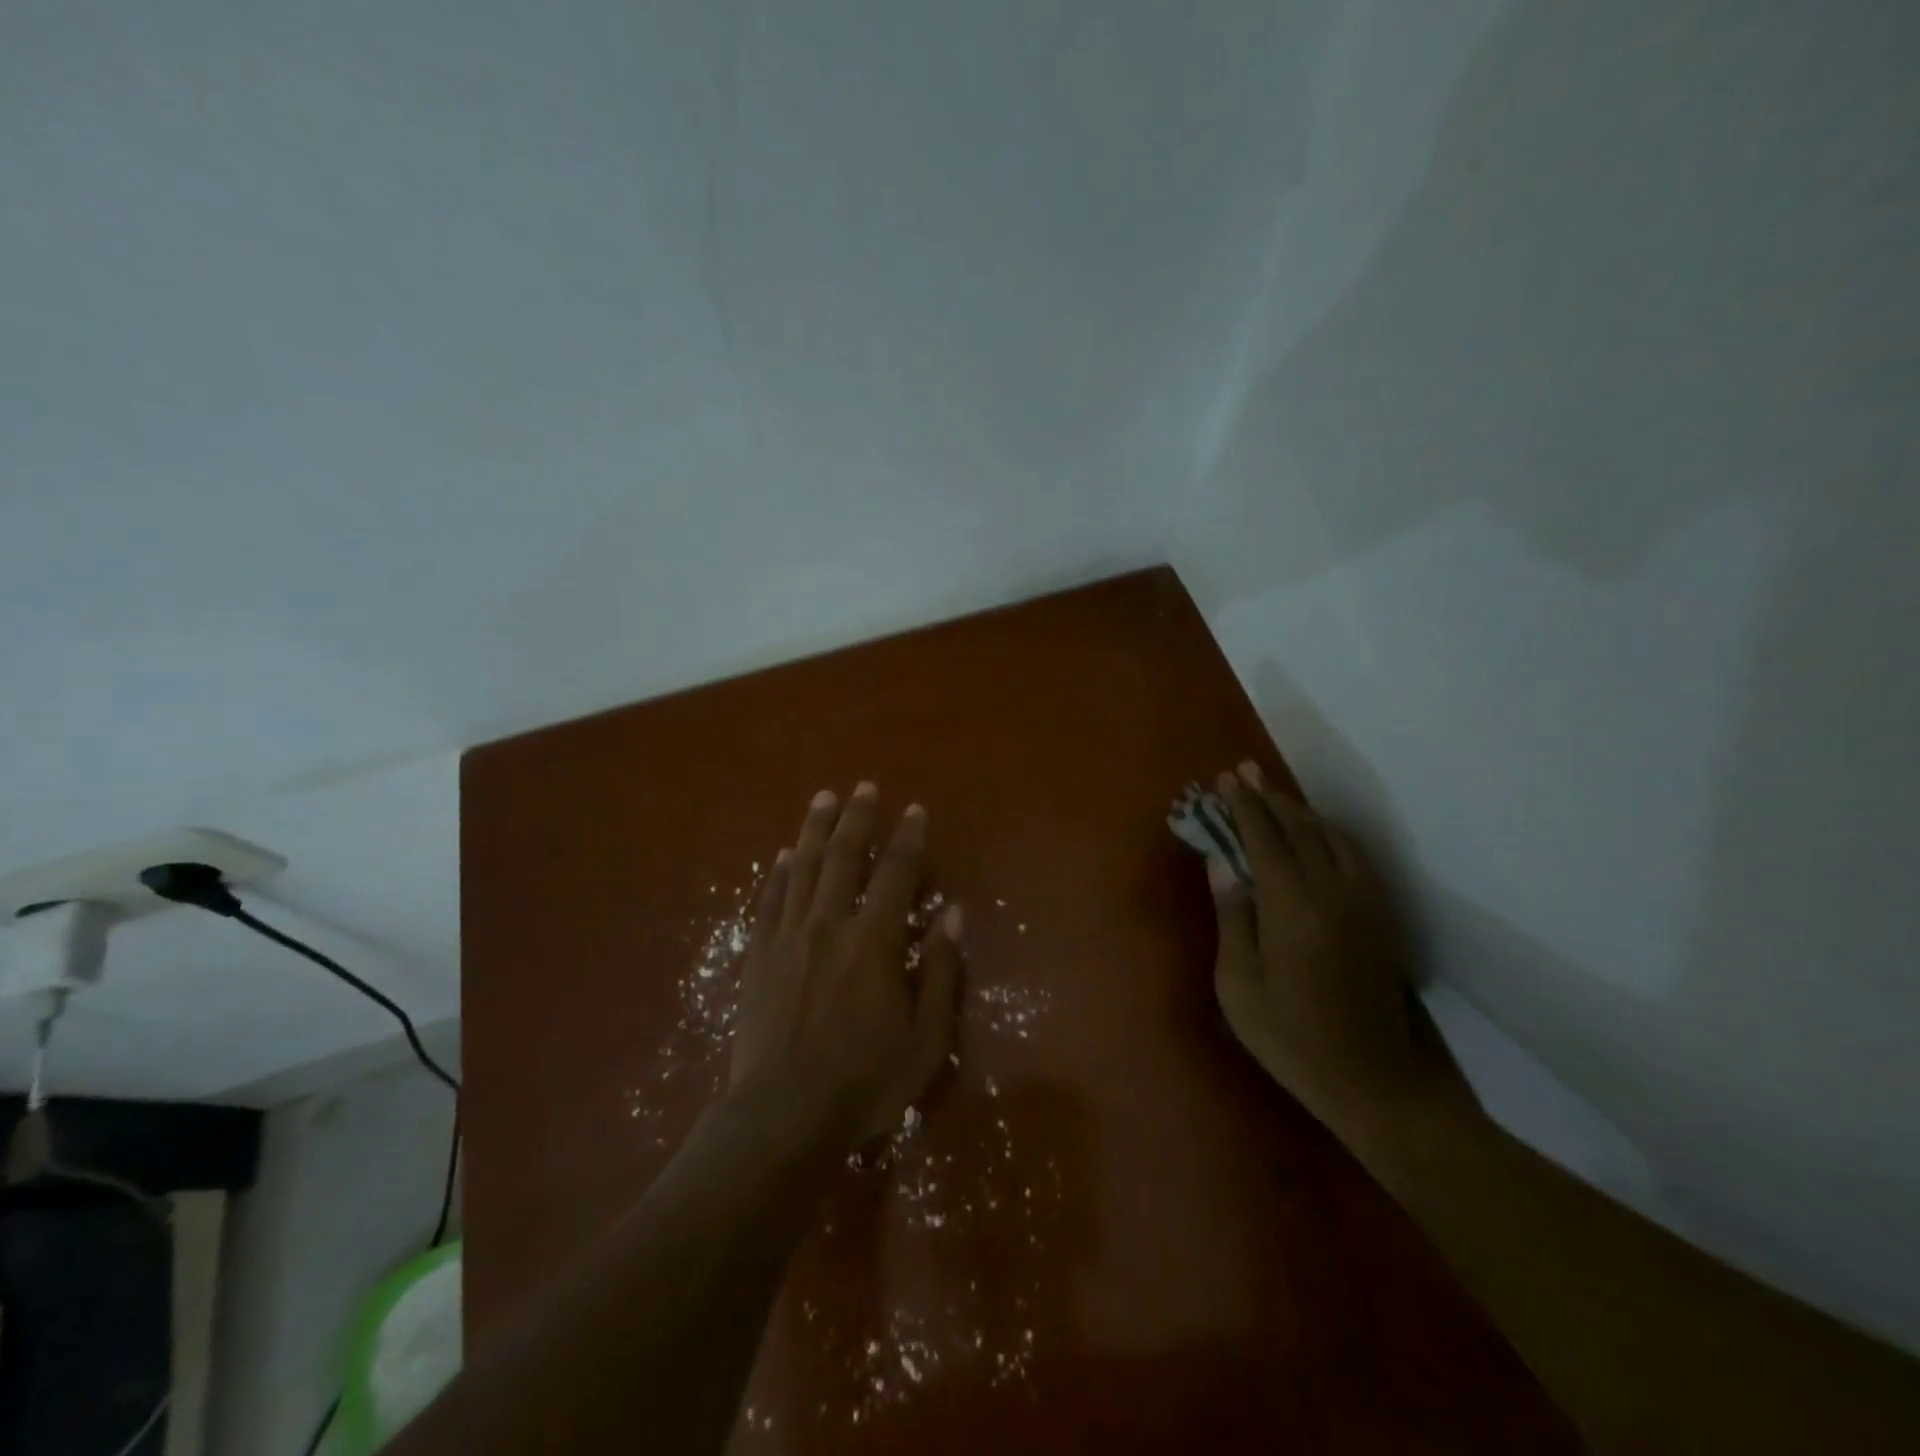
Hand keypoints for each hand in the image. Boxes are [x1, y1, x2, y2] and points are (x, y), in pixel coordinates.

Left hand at [727, 784, 964, 1156]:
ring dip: (815, 830)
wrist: (781, 1117)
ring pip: (803, 868)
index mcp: (873, 941)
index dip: (907, 838)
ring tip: (823, 799)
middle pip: (844, 857)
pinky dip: (779, 874)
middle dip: (856, 818)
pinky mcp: (757, 956)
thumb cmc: (863, 1082)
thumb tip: (952, 913)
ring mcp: (787, 937)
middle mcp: (829, 924)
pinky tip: (784, 856)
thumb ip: (938, 970)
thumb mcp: (925, 1038)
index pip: (895, 874)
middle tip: (862, 787)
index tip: (914, 809)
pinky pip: (769, 901)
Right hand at [1207, 762, 1475, 1142]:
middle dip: (1269, 798)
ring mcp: (1363, 904)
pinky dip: (1329, 833)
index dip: (1243, 808)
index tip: (1225, 781)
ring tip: (1273, 794)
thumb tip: (1221, 861)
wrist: (1374, 1082)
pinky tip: (1316, 833)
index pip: (1264, 841)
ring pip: (1331, 838)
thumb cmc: (1290, 1040)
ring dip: (1300, 811)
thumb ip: (1232, 918)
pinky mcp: (1380, 917)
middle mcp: (1332, 895)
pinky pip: (1354, 857)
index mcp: (1292, 911)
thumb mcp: (1238, 987)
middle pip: (1300, 831)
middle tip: (1244, 771)